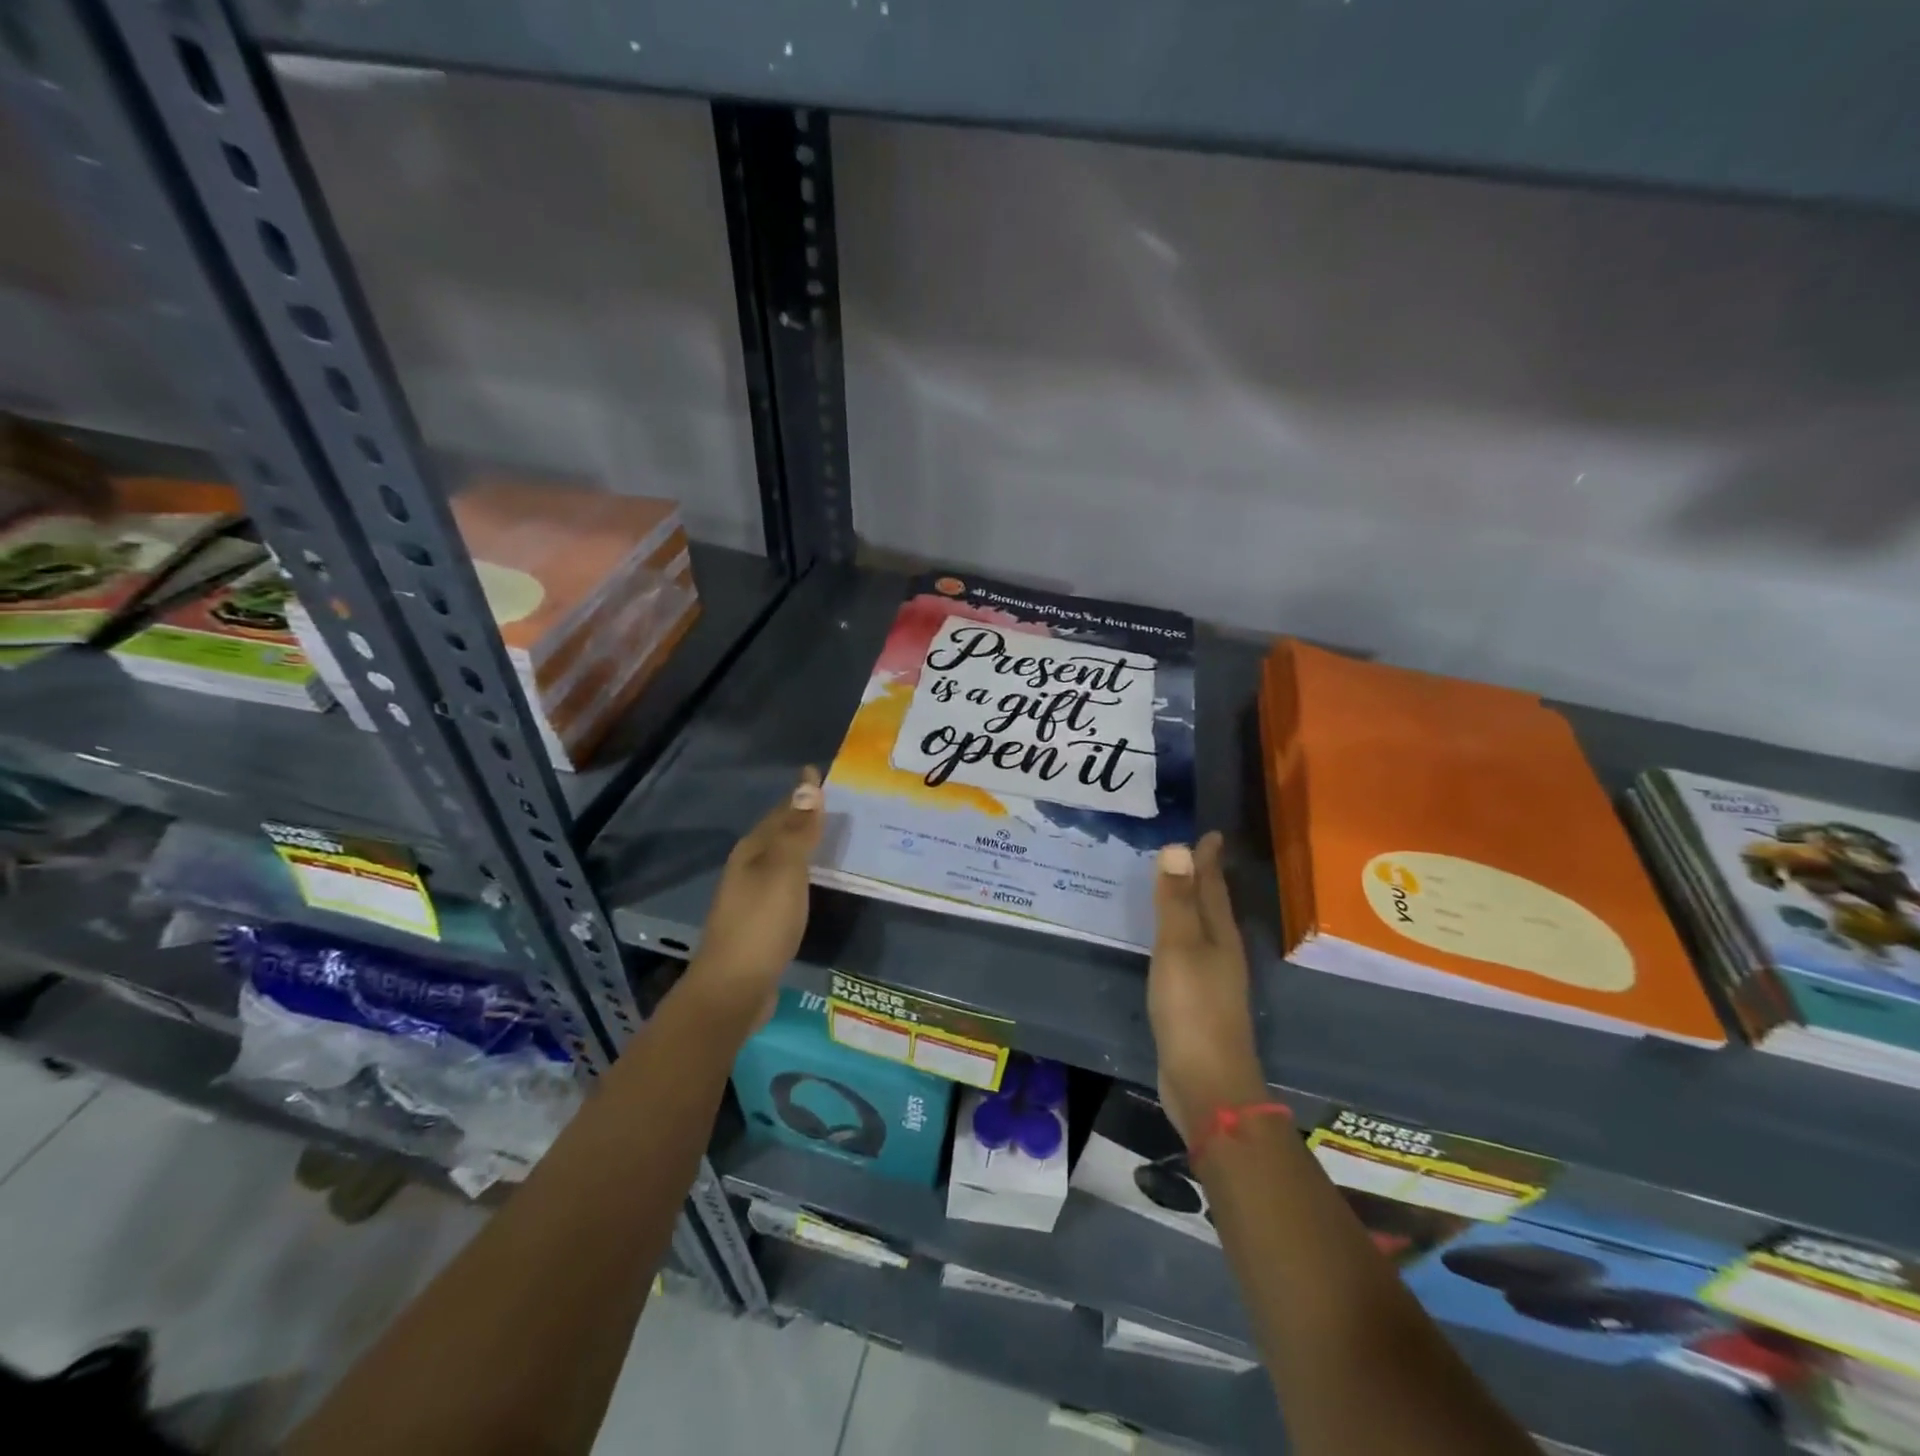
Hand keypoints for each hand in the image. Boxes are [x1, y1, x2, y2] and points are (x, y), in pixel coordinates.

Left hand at [684, 767, 823, 1027]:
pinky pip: (787, 885)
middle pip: (778, 833)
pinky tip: (818, 882)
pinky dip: (804, 874)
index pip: (781, 811)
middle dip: (804, 816)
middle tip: (838, 804)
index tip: (823, 775)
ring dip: (805, 846)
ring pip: (782, 859)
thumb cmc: (761, 923)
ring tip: (835, 838)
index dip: (802, 794)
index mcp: (752, 851)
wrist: (733, 989)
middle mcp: (748, 868)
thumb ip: (798, 830)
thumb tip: (807, 783)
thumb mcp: (784, 871)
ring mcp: (752, 897)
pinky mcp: (762, 923)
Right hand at [1149, 831, 1266, 1140]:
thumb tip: (1177, 848)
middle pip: (1212, 905)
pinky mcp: (1197, 1002)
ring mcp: (1212, 979)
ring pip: (1201, 929)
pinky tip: (1165, 941)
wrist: (1207, 1083)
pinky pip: (1187, 953)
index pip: (1213, 886)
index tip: (1210, 833)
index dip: (1209, 859)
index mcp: (1220, 935)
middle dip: (1202, 878)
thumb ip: (1177, 901)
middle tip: (1187, 852)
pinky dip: (1177, 935)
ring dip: (1190, 906)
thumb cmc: (1193, 1009)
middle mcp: (1222, 952)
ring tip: (1174, 887)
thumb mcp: (1179, 948)